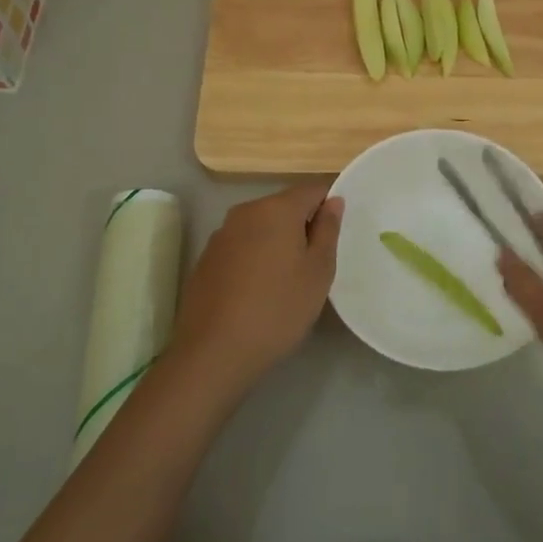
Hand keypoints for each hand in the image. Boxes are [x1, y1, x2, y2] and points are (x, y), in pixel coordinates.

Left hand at [169, 182, 342, 395]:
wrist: (214, 352)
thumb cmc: (278, 308)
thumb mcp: (318, 271)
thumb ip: (328, 230)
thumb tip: (333, 201)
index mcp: (276, 208)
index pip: (313, 189)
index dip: (329, 206)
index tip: (335, 237)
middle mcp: (245, 211)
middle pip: (284, 206)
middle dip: (303, 225)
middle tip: (316, 264)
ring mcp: (221, 234)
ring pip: (261, 227)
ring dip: (277, 242)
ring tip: (287, 280)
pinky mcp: (206, 258)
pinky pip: (241, 246)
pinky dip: (255, 258)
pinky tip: (258, 291)